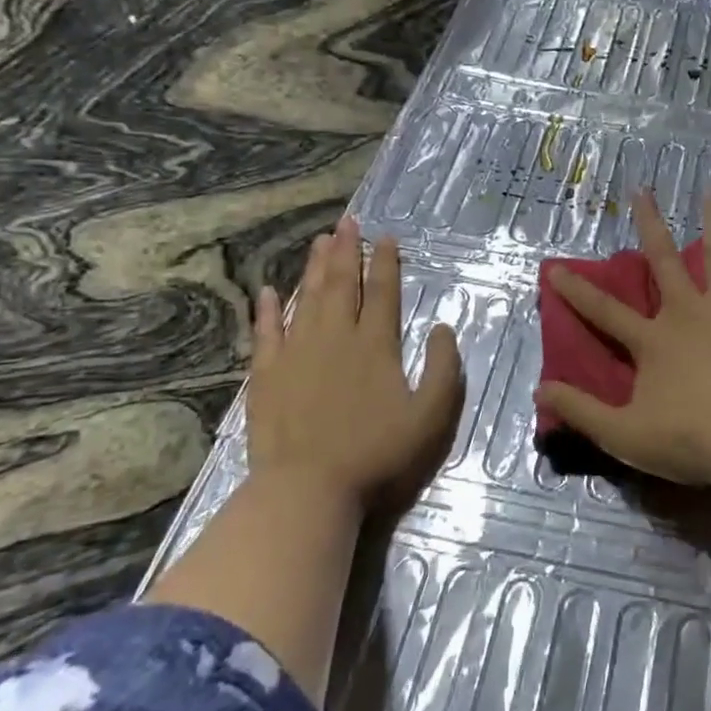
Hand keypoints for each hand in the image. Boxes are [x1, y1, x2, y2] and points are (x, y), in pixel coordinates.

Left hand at [248, 216, 464, 511]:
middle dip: (347, 250)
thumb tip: (443, 327)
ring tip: (320, 241)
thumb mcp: (431, 415)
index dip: (386, 262)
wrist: (308, 489)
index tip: (386, 236)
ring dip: (314, 267)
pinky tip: (268, 290)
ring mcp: (296, 353)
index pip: (383, 292)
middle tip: (348, 221)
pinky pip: (266, 331)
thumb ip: (444, 368)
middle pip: (342, 284)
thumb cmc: (377, 453)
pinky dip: (268, 309)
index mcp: (376, 344)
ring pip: (306, 298)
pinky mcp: (266, 374)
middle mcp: (336, 337)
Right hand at [534, 190, 710, 488]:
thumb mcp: (626, 436)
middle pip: (663, 259)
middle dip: (649, 224)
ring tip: (709, 189)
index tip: (554, 268)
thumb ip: (581, 412)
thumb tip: (539, 391)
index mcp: (654, 341)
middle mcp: (687, 311)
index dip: (576, 291)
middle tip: (641, 191)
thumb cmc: (696, 440)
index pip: (605, 311)